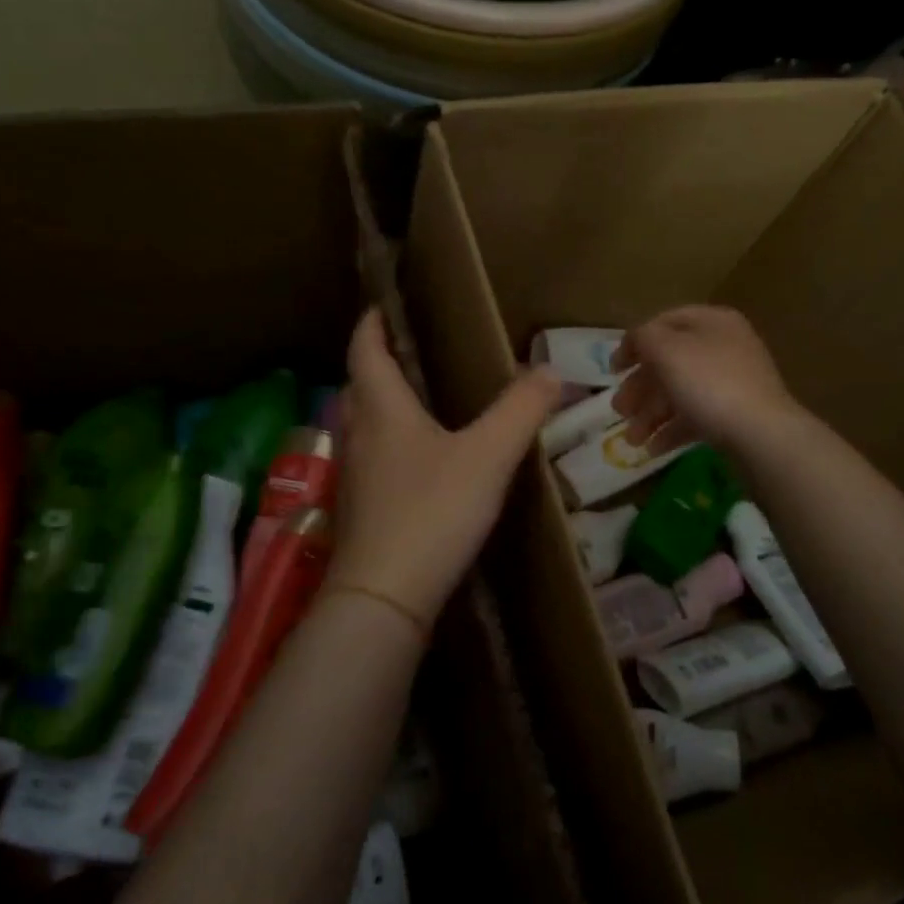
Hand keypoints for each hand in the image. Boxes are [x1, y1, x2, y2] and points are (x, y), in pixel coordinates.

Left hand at [326, 309, 561, 628]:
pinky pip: (371, 461)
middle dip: (377, 364)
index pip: (365, 350)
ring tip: (418, 404)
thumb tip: (550, 370)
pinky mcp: (359, 512)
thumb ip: (521, 410)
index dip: (372, 324)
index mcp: (382, 408)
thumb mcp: (488, 456)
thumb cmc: (431, 511)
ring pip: (362, 426)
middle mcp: (358, 435)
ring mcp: (353, 477)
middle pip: (359, 387)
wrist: (383, 597)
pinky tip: (417, 465)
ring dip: (381, 407)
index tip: (382, 306)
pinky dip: (389, 447)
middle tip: (409, 354)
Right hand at [611, 306, 799, 455]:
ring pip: (680, 393)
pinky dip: (671, 431)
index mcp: (712, 322)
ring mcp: (732, 383)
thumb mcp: (666, 350)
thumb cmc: (709, 383)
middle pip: (669, 362)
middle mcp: (724, 347)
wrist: (761, 434)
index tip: (612, 371)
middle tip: (618, 410)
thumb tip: (636, 342)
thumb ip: (643, 338)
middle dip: (640, 388)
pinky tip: (653, 449)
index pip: (663, 323)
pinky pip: (696, 417)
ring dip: (650, 415)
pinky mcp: (735, 415)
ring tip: (632, 439)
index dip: (633, 344)